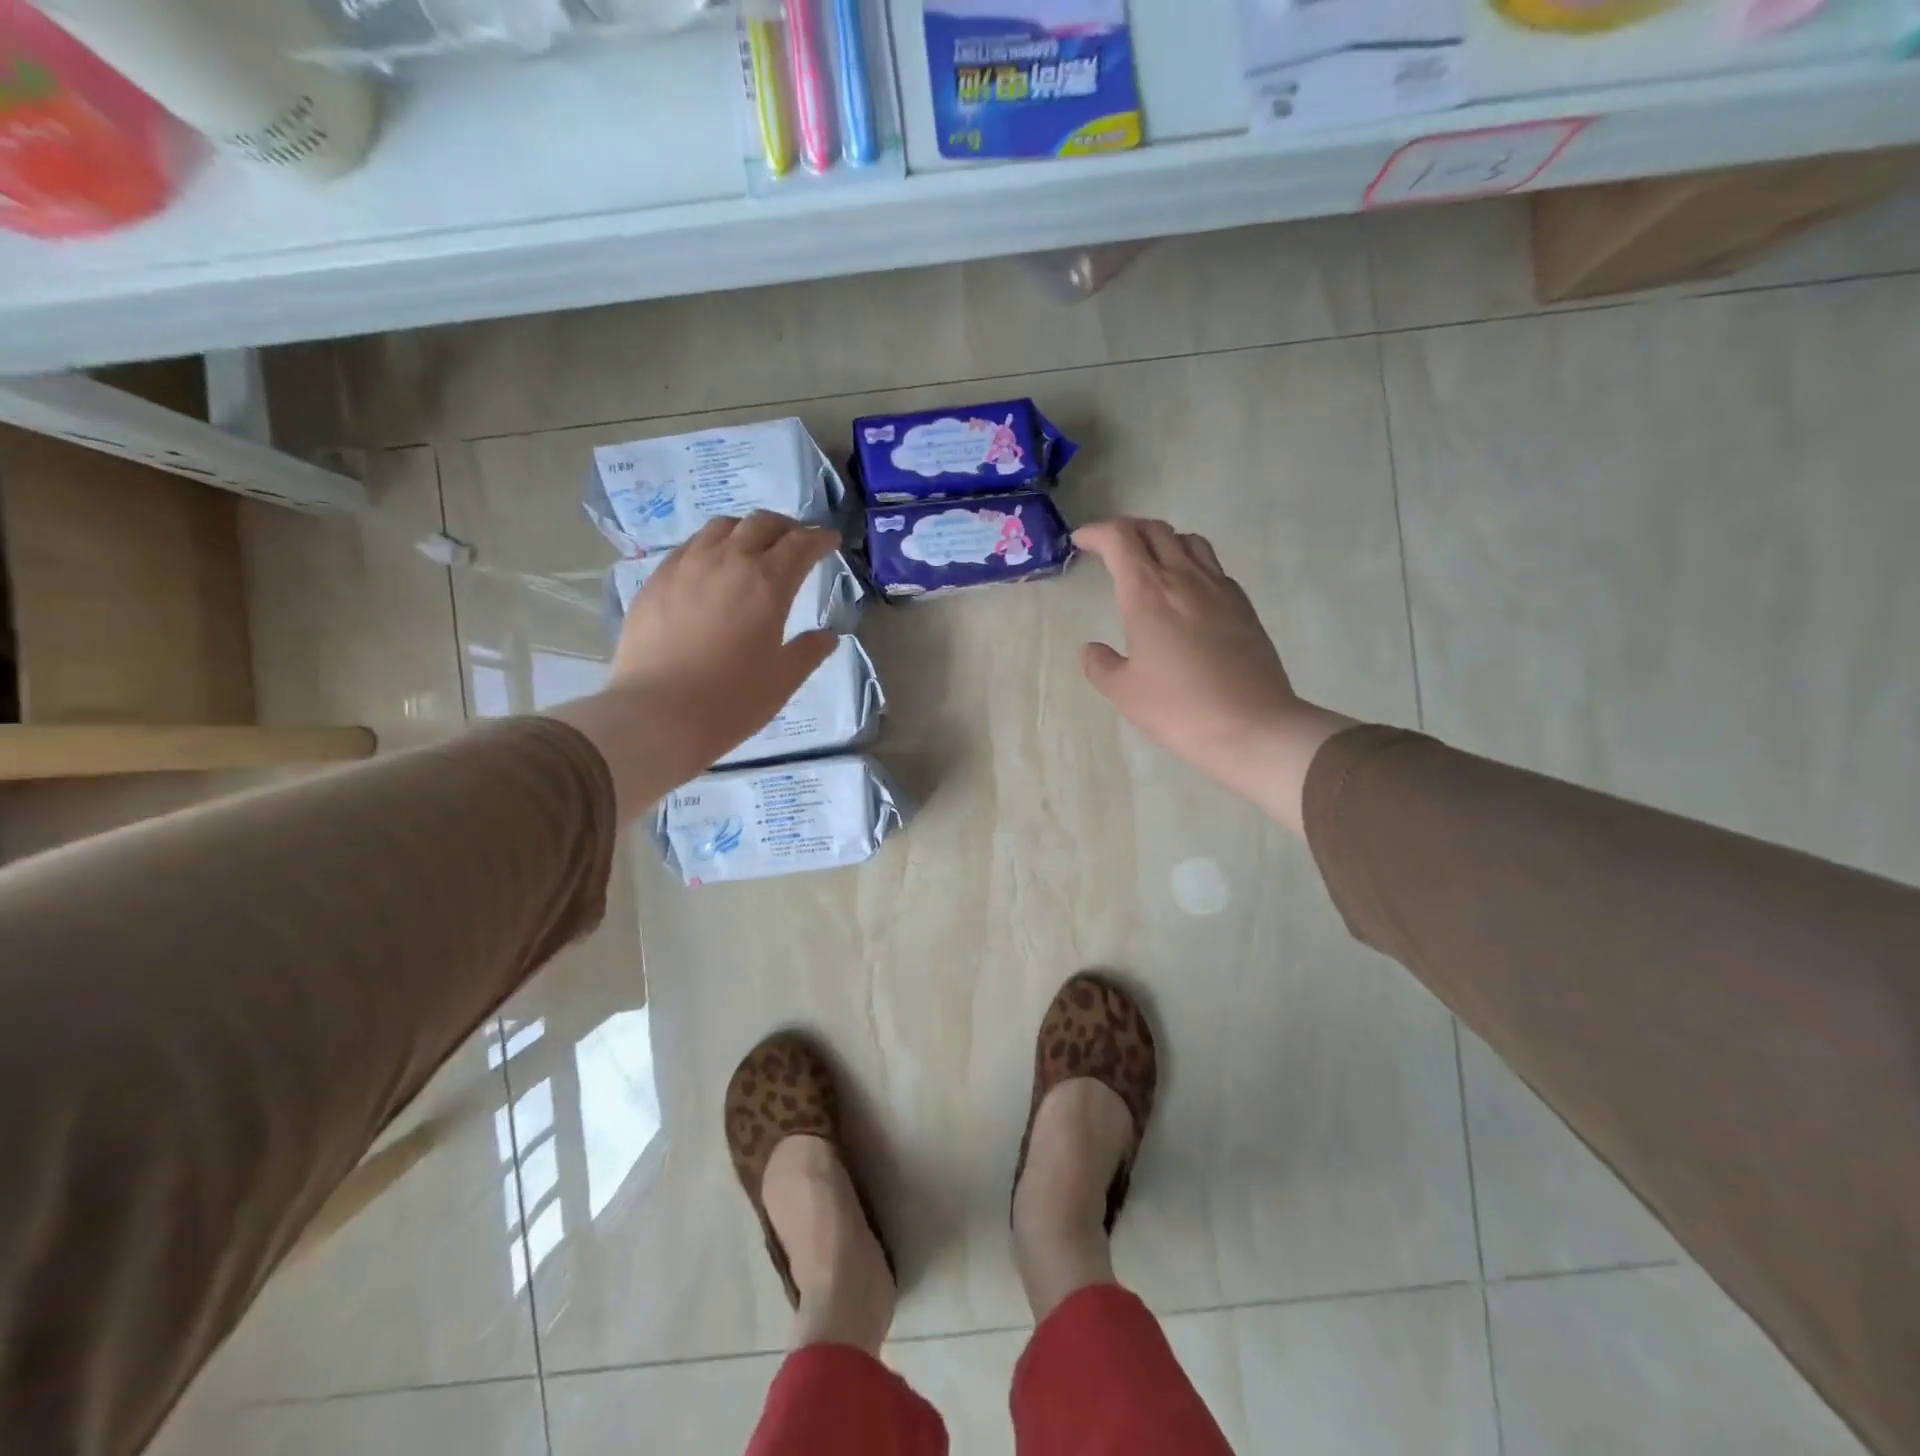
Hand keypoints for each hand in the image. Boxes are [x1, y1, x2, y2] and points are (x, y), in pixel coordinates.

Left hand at [551, 513, 840, 808]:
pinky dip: (711, 546)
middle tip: (796, 542)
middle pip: (762, 523)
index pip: (801, 544)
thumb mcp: (783, 681)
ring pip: (721, 527)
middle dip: (786, 527)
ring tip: (753, 548)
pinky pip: (689, 547)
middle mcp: (728, 561)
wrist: (656, 715)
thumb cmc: (731, 701)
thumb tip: (828, 636)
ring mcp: (686, 566)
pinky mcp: (656, 580)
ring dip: (746, 530)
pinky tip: (710, 568)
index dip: (820, 539)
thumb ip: (809, 652)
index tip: (830, 542)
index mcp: (768, 583)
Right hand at [1075, 518, 1353, 832]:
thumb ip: (1100, 665)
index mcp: (1148, 593)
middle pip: (1155, 529)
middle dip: (1126, 530)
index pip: (1120, 539)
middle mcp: (1184, 578)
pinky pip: (1212, 566)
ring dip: (1162, 540)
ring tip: (1149, 561)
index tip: (1080, 542)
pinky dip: (1190, 563)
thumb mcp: (1124, 693)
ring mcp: (1220, 589)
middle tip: (1108, 546)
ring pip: (1189, 540)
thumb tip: (1092, 649)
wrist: (1252, 726)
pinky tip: (1185, 591)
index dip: (1096, 532)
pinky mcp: (1243, 605)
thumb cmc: (1178, 709)